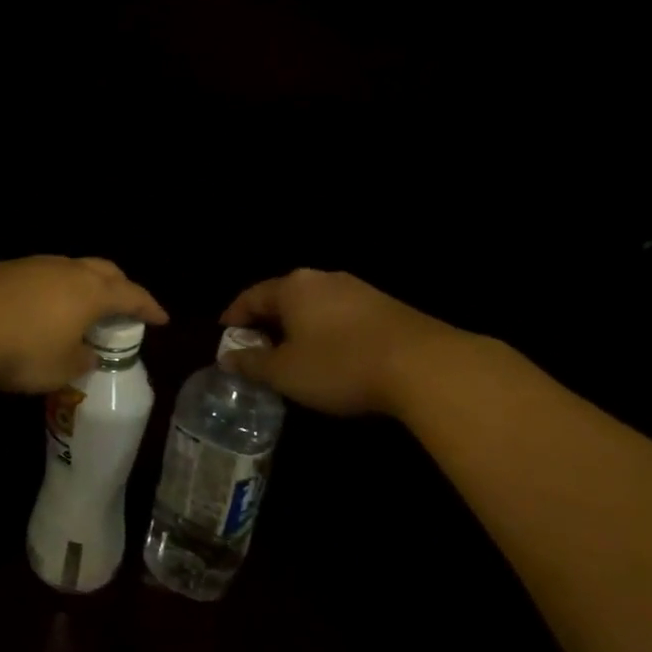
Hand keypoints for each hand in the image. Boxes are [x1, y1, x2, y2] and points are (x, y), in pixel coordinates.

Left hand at [0, 256, 168, 393]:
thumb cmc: (21, 348)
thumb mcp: (59, 368)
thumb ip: (79, 361)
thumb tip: (85, 355)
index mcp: (91, 292)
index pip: (131, 295)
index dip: (149, 307)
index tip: (162, 318)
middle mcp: (67, 270)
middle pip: (104, 270)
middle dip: (119, 286)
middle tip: (125, 305)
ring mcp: (33, 264)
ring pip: (70, 268)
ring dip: (83, 285)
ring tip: (82, 307)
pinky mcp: (4, 268)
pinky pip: (42, 275)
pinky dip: (52, 289)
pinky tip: (42, 307)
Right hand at [218, 269, 465, 416]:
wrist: (426, 366)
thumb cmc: (340, 365)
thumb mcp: (285, 372)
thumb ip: (252, 363)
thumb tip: (228, 357)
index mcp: (293, 287)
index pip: (251, 296)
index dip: (235, 316)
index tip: (225, 335)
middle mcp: (323, 279)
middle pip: (284, 298)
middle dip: (268, 322)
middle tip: (257, 347)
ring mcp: (359, 290)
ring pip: (315, 306)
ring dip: (299, 327)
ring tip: (293, 355)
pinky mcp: (387, 308)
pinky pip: (342, 316)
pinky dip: (327, 332)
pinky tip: (332, 356)